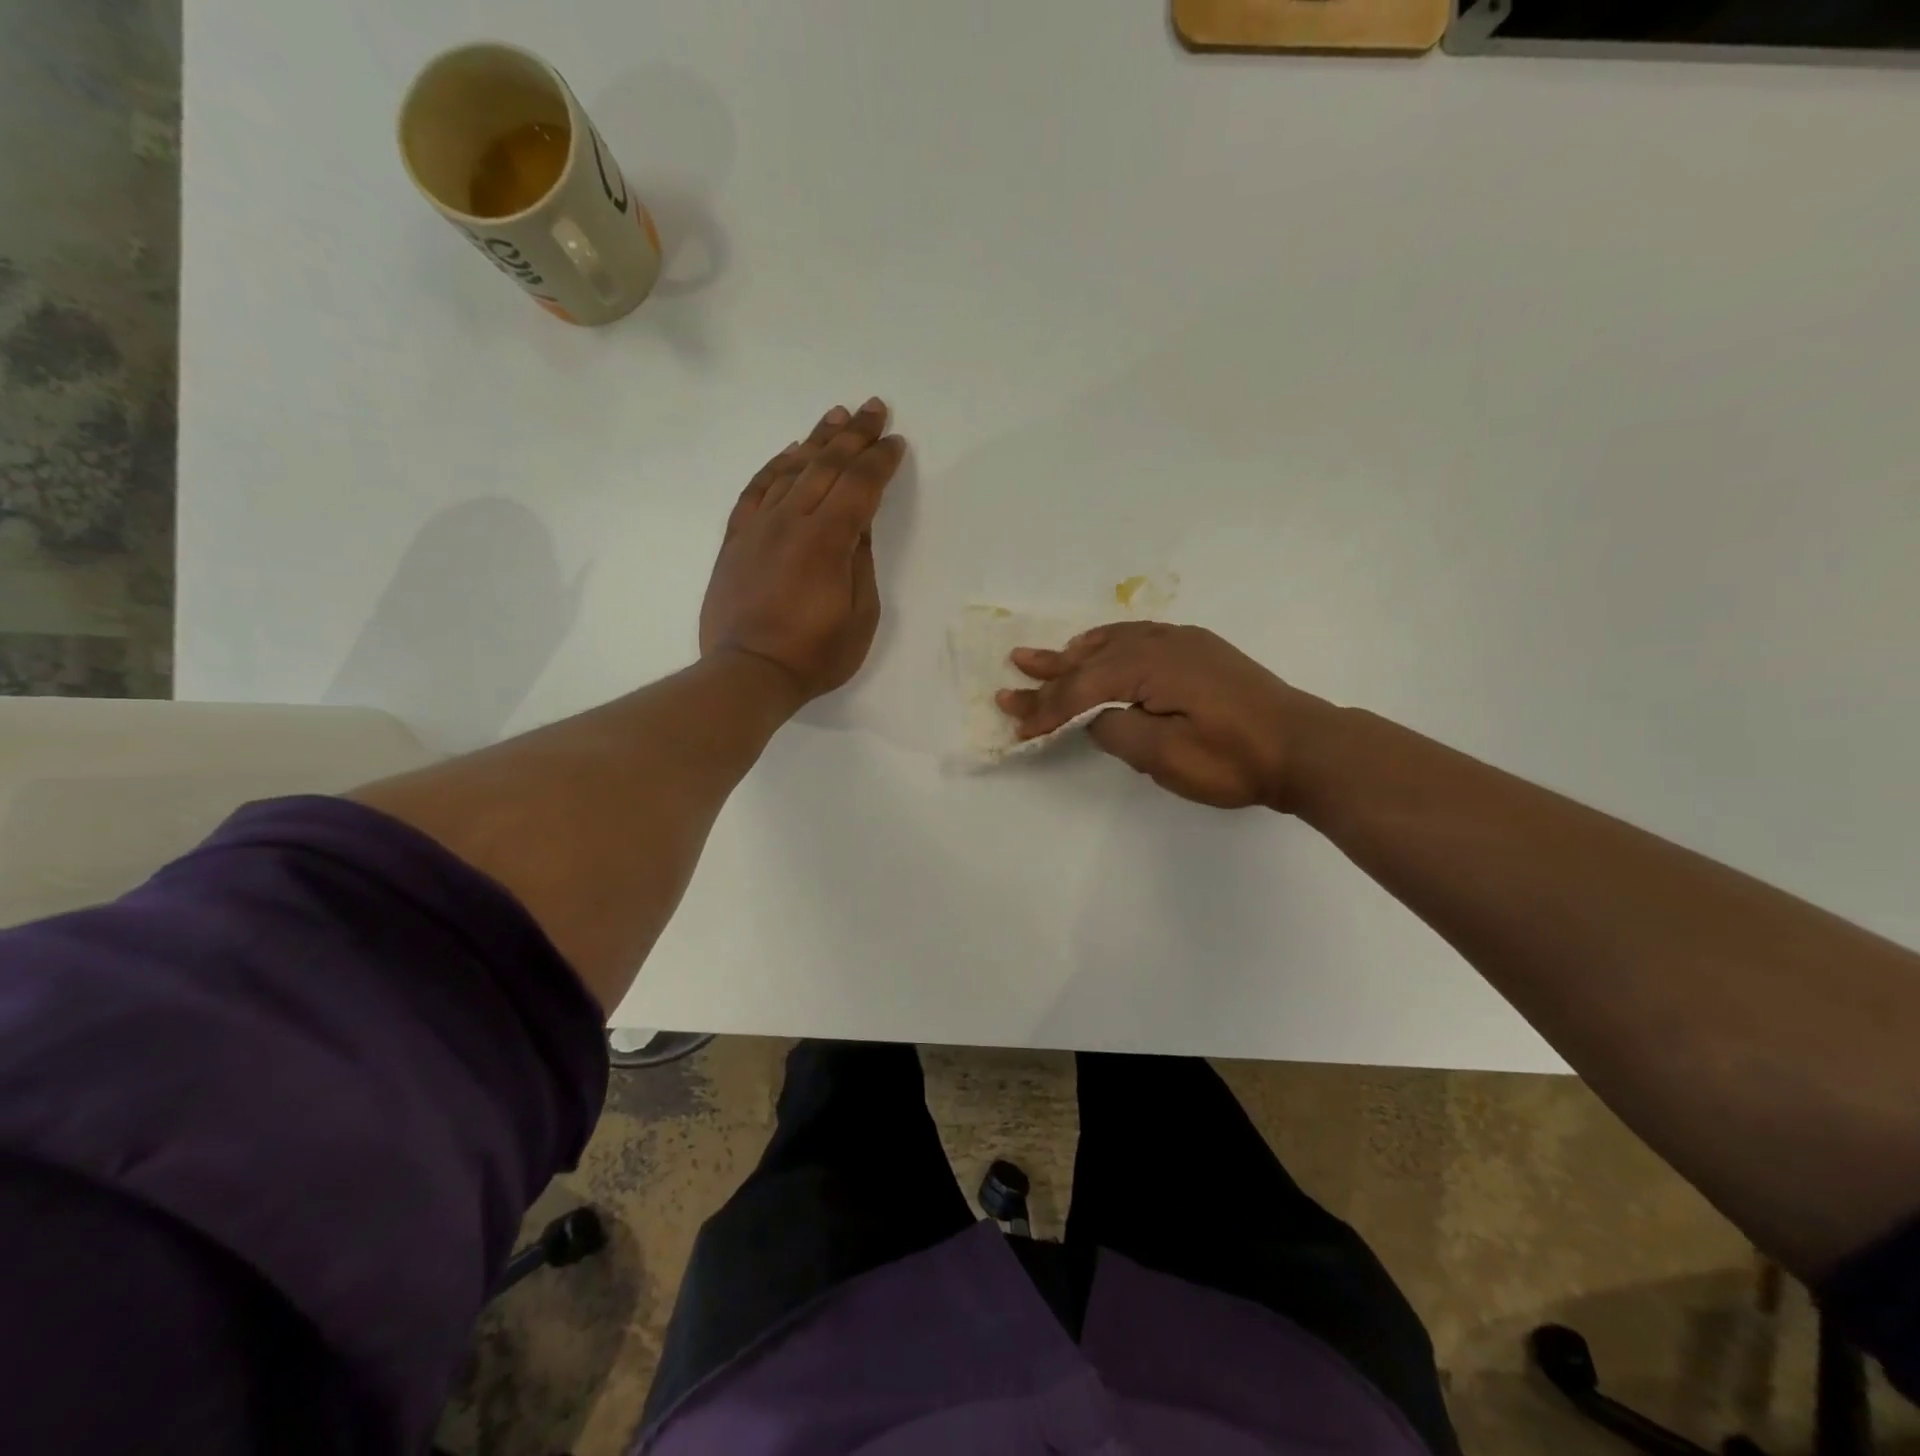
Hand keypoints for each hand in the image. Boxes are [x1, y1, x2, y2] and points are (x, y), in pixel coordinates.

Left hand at [700, 399, 905, 703]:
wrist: (748, 672)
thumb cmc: (815, 654)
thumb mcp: (860, 616)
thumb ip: (861, 563)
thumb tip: (859, 525)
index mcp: (828, 540)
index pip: (860, 485)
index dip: (880, 460)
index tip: (895, 441)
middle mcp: (792, 521)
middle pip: (826, 465)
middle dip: (854, 434)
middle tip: (874, 408)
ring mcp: (759, 527)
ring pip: (790, 469)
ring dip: (816, 440)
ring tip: (836, 416)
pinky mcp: (736, 539)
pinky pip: (755, 490)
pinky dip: (774, 467)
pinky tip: (789, 454)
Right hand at [995, 622, 1331, 809]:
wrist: (1304, 746)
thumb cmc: (1234, 759)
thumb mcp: (1166, 757)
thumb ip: (1118, 732)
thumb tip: (1098, 717)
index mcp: (1149, 668)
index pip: (1082, 689)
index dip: (1047, 710)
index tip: (1018, 728)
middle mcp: (1160, 645)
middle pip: (1091, 660)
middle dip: (1050, 673)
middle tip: (1013, 670)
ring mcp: (1182, 643)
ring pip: (1113, 643)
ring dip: (1075, 653)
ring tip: (1043, 656)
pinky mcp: (1198, 651)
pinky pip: (1138, 637)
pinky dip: (1109, 643)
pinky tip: (1100, 646)